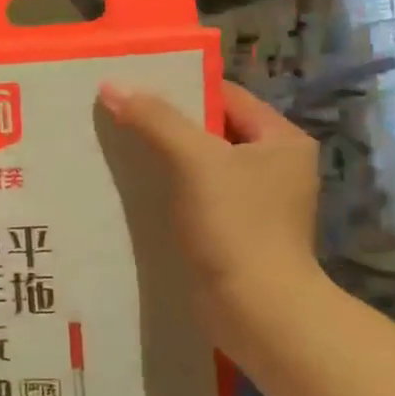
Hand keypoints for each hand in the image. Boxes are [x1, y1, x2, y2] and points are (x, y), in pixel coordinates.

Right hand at [98, 79, 326, 358]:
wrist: (256, 311)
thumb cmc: (236, 226)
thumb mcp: (196, 161)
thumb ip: (156, 120)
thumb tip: (112, 86)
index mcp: (281, 140)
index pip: (226, 96)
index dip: (181, 87)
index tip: (135, 84)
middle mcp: (275, 167)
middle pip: (212, 130)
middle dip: (167, 124)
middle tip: (119, 114)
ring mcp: (257, 203)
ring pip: (202, 166)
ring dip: (164, 159)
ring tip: (118, 147)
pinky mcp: (236, 233)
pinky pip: (198, 197)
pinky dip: (170, 191)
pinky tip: (135, 189)